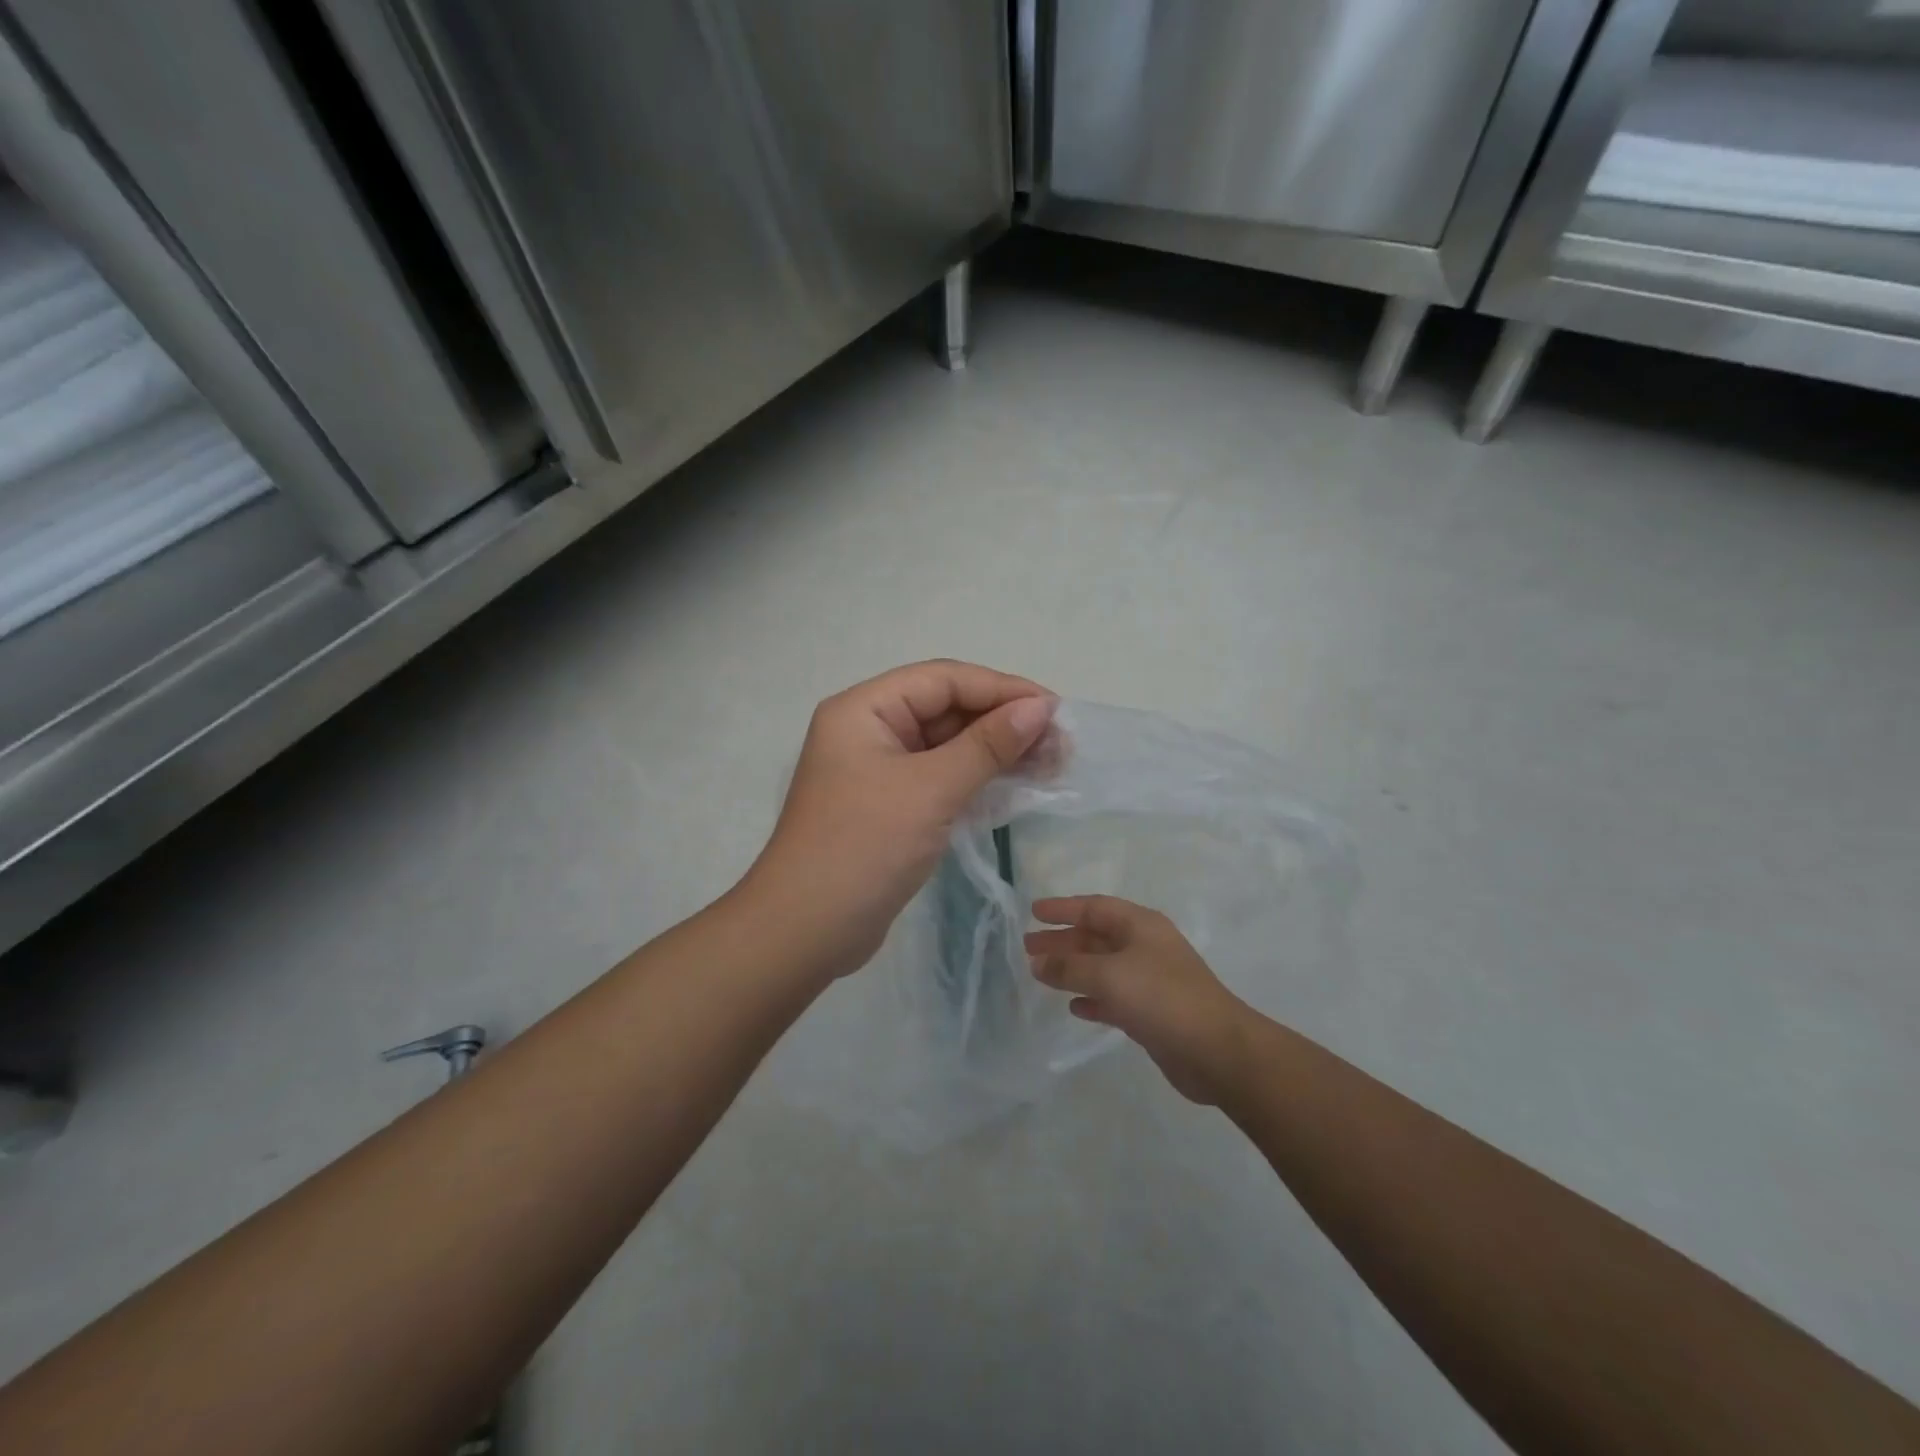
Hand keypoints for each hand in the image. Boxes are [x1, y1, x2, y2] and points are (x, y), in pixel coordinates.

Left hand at [745, 660, 1056, 978]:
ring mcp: (879, 771)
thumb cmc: (864, 847)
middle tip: (1060, 745)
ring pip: (948, 746)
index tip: (1055, 709)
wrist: (806, 931)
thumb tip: (1040, 707)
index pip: (943, 680)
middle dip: (1004, 723)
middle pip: (947, 710)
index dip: (1002, 689)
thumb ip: (988, 745)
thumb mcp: (931, 790)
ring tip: (1052, 765)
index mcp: (865, 710)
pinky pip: (941, 779)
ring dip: (997, 753)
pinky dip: (978, 780)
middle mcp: (870, 731)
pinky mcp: (891, 807)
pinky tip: (1018, 786)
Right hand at [1026, 896, 1250, 1104]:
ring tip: (1041, 975)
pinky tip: (1074, 1008)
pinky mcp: (1152, 1013)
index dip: (1063, 908)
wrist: (1218, 1051)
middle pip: (1096, 936)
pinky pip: (1114, 997)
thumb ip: (1070, 967)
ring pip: (1103, 968)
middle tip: (1029, 947)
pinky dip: (1093, 999)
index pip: (1095, 907)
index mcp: (1141, 926)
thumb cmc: (1162, 998)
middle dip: (1063, 940)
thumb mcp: (1109, 975)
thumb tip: (1038, 962)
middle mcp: (1146, 947)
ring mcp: (1150, 980)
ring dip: (1073, 969)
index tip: (1033, 912)